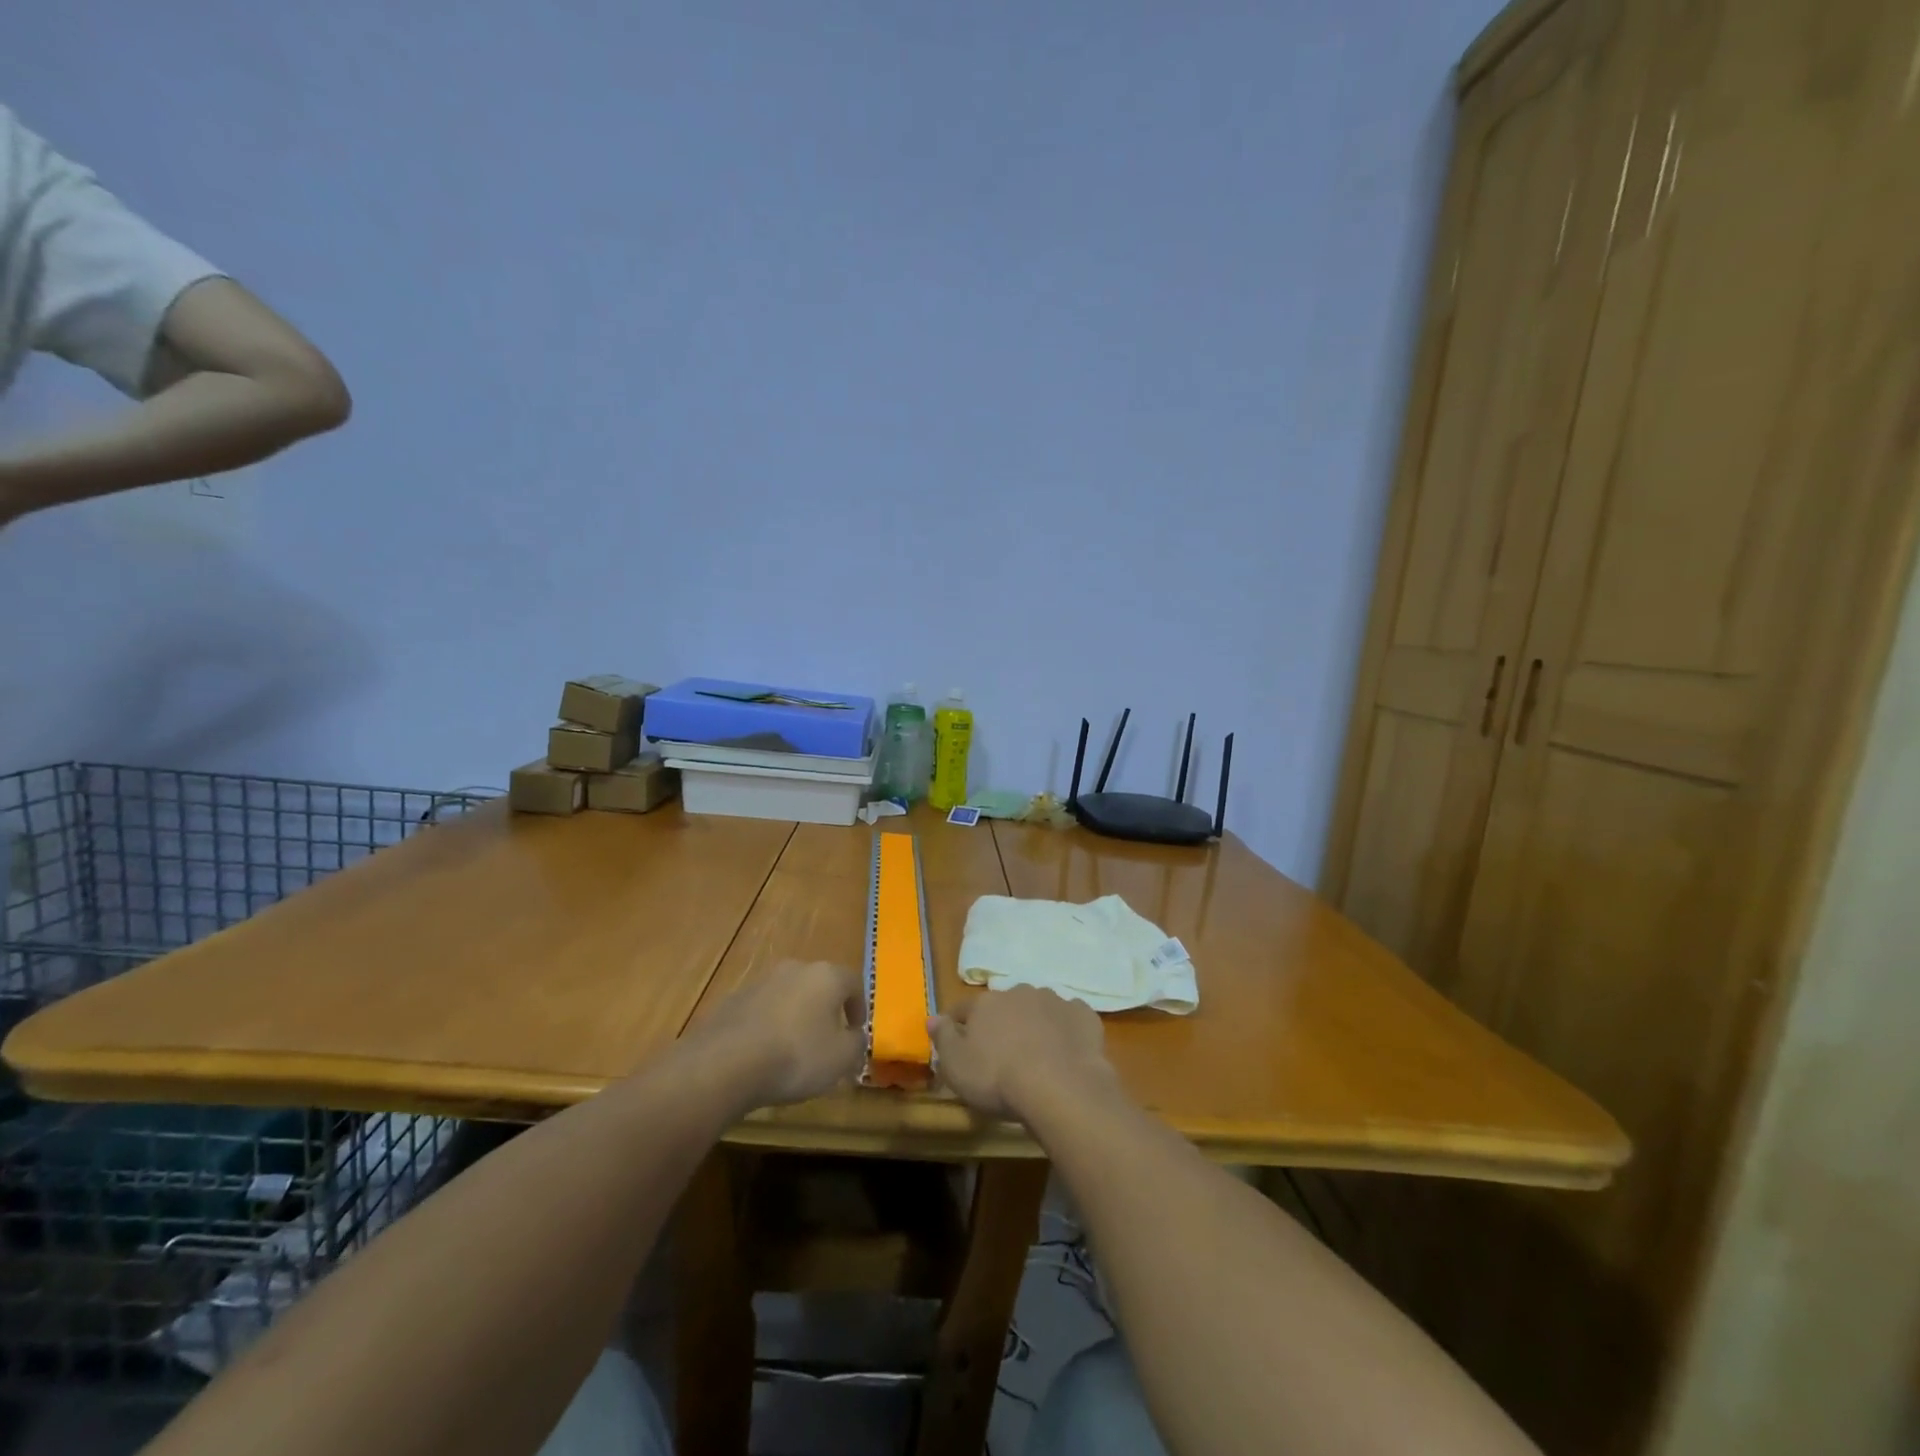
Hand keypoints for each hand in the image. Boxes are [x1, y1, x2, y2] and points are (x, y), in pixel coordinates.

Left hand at [688, 959, 865, 1110]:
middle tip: (827, 1039)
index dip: (859, 1006)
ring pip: (788, 996)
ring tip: (792, 1050)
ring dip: (794, 1017)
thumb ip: (856, 1044)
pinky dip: (767, 1026)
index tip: (856, 1030)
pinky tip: (763, 1054)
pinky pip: (761, 1011)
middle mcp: (794, 969)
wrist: (725, 1063)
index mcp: (826, 976)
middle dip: (825, 1009)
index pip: (853, 982)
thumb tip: (855, 1036)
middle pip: (818, 985)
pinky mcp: (733, 1000)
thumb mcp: (841, 1058)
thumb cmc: (796, 1056)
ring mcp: (760, 982)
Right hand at [931, 985, 1118, 1121]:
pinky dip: (1066, 1029)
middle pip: (1004, 1005)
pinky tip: (1067, 1050)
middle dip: (1002, 1021)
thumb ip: (942, 1038)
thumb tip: (931, 1017)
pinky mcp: (1083, 1016)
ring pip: (1038, 1008)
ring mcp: (1054, 1001)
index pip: (964, 1008)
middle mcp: (1019, 992)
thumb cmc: (999, 1078)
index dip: (958, 1023)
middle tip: (1003, 1050)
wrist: (1060, 1087)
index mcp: (986, 1003)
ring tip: (1037, 1052)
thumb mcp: (957, 1066)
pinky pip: (1070, 1018)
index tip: (956, 1038)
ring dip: (1035, 1023)